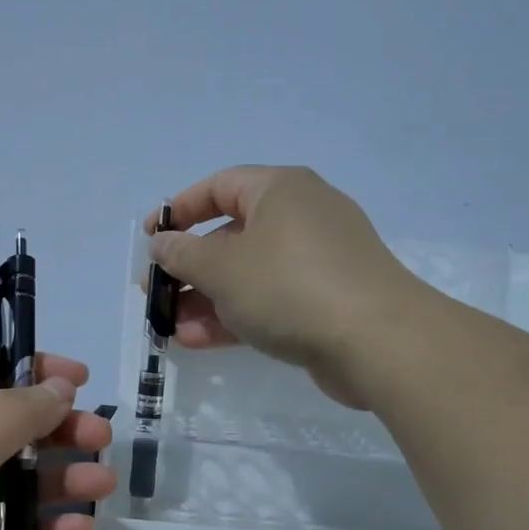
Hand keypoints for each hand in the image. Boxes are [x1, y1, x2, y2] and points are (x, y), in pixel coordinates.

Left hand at [0, 354, 114, 529]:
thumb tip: (60, 386)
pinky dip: (40, 528)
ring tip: (102, 485)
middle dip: (58, 431)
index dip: (32, 369)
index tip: (79, 378)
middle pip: (7, 427)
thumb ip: (16, 411)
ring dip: (59, 481)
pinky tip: (77, 529)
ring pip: (13, 481)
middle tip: (101, 438)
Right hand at [148, 166, 420, 408]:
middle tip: (156, 293)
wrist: (379, 343)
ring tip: (170, 327)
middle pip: (232, 234)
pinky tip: (198, 341)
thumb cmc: (290, 287)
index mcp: (280, 190)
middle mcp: (302, 216)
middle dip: (189, 266)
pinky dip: (236, 315)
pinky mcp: (327, 300)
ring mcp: (318, 261)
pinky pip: (271, 299)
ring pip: (249, 273)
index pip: (219, 186)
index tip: (150, 238)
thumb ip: (182, 254)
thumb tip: (161, 242)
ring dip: (206, 299)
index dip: (179, 210)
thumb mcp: (222, 267)